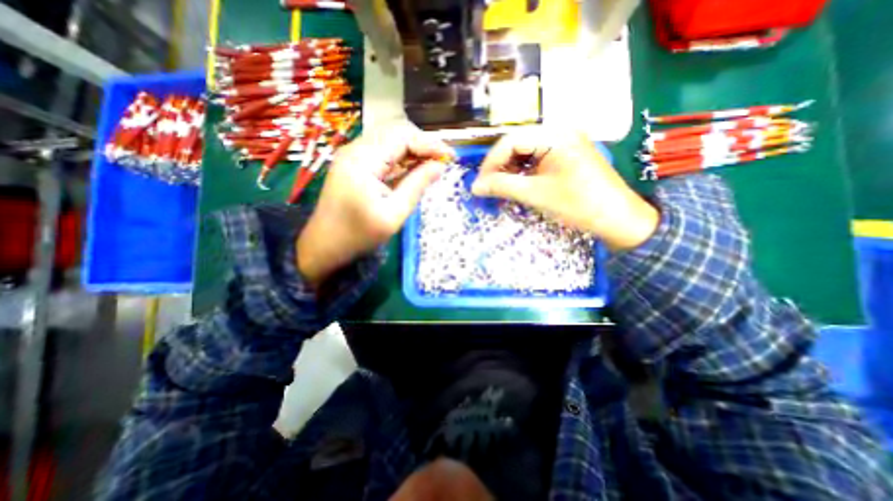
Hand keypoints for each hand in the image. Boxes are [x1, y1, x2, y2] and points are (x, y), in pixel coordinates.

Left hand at [297, 125, 452, 286]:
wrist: (325, 245)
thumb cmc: (359, 235)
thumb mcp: (394, 214)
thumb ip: (417, 186)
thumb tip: (440, 166)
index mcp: (362, 161)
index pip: (402, 136)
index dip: (429, 143)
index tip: (450, 157)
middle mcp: (355, 150)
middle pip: (395, 132)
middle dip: (422, 144)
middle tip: (442, 161)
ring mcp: (353, 155)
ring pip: (389, 140)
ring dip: (413, 149)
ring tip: (433, 164)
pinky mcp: (354, 163)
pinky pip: (382, 152)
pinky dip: (401, 157)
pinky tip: (414, 168)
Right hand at [473, 125, 652, 249]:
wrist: (617, 218)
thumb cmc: (577, 204)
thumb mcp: (535, 195)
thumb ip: (502, 187)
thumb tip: (475, 187)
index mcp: (555, 135)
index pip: (511, 141)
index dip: (491, 162)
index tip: (480, 183)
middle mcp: (560, 131)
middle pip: (517, 143)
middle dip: (500, 166)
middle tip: (488, 186)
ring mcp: (565, 142)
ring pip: (526, 151)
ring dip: (510, 169)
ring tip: (500, 187)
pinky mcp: (566, 154)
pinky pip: (537, 158)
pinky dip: (523, 171)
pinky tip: (517, 183)